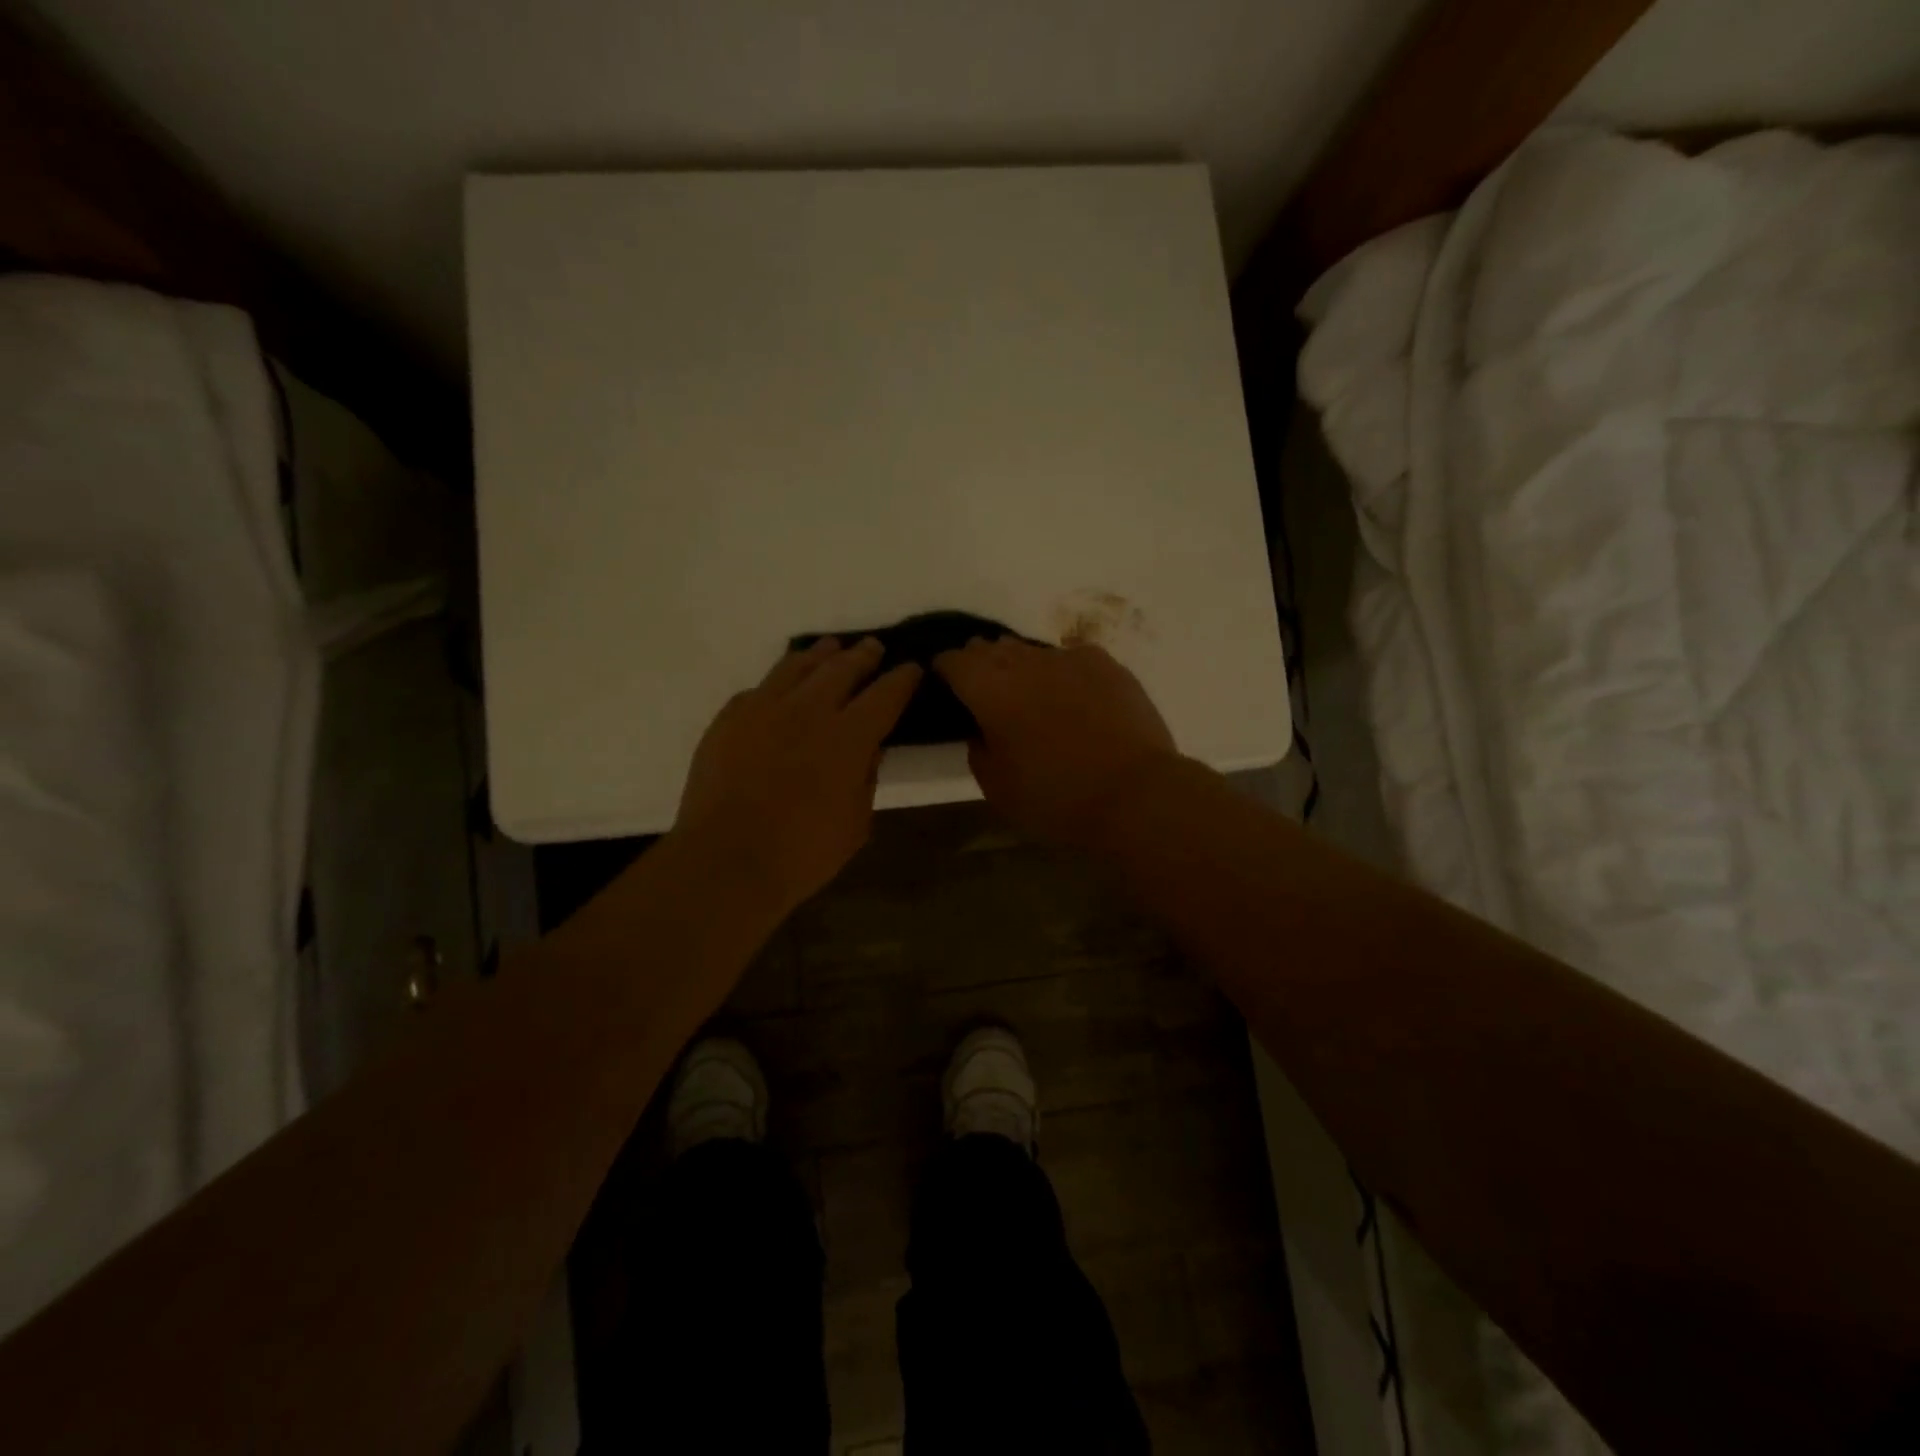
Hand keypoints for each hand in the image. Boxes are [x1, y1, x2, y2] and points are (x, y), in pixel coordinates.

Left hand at [675, 638, 919, 914]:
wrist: (725, 861)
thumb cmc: (802, 853)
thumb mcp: (856, 823)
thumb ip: (866, 777)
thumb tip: (868, 748)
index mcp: (848, 736)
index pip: (885, 694)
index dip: (902, 678)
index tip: (911, 668)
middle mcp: (808, 709)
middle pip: (842, 667)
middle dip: (863, 655)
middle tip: (872, 648)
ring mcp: (764, 708)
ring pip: (797, 665)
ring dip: (820, 655)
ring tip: (830, 649)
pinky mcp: (729, 717)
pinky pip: (760, 688)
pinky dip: (779, 684)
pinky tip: (781, 689)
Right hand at [934, 637, 1177, 846]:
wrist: (1134, 794)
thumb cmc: (1056, 797)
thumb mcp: (996, 787)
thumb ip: (978, 748)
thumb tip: (982, 728)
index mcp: (989, 689)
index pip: (953, 660)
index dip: (945, 670)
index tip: (946, 685)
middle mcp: (1025, 662)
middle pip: (991, 648)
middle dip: (981, 664)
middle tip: (985, 692)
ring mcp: (1068, 658)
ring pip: (1031, 650)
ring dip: (1021, 666)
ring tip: (1029, 694)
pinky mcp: (1106, 664)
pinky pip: (1071, 657)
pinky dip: (1062, 670)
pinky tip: (1071, 692)